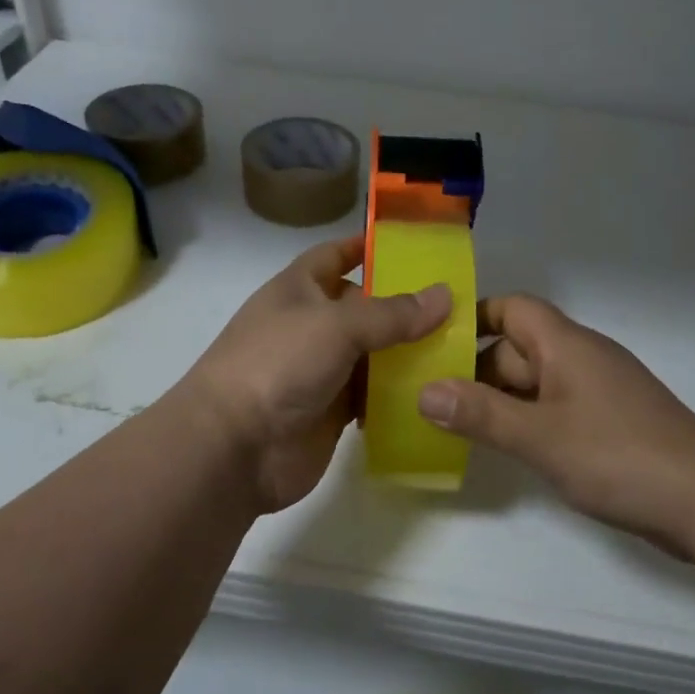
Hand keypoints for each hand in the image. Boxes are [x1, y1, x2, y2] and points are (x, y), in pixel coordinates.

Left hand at [179, 236, 452, 511]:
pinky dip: (398, 393)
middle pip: (363, 307)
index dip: (367, 247)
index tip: (414, 245)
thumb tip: (444, 295)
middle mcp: (310, 325)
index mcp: (299, 289)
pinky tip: (435, 391)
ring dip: (407, 352)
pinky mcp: (332, 411)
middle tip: (458, 303)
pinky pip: (372, 395)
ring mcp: (321, 370)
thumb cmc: (278, 364)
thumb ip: (392, 313)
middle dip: (404, 305)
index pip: (335, 255)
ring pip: (372, 353)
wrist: (233, 448)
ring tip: (460, 346)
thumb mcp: (337, 326)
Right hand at [417, 295, 694, 553]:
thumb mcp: (540, 437)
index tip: (435, 343)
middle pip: (520, 347)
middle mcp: (584, 358)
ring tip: (459, 425)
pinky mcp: (613, 422)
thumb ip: (481, 414)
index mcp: (566, 345)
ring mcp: (601, 391)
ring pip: (538, 381)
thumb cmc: (619, 456)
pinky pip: (558, 407)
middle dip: (479, 368)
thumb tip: (423, 391)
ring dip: (502, 398)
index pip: (513, 308)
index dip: (475, 318)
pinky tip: (511, 447)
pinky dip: (529, 419)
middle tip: (434, 398)